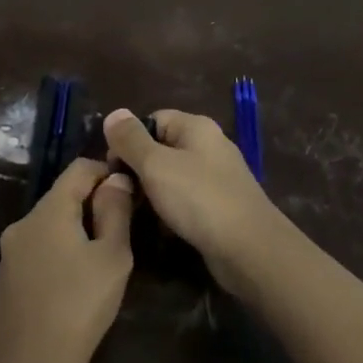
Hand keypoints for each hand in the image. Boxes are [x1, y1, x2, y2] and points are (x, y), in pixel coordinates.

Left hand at [0, 159, 135, 362]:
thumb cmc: (80, 306)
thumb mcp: (112, 258)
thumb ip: (115, 212)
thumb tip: (115, 180)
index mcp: (48, 211)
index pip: (77, 169)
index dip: (105, 172)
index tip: (128, 193)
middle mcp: (22, 223)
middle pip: (61, 198)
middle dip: (91, 205)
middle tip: (119, 233)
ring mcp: (8, 252)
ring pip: (48, 226)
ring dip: (73, 232)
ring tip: (98, 262)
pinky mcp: (4, 278)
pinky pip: (35, 251)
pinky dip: (56, 254)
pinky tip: (70, 286)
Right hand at [102, 108, 287, 294]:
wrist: (249, 249)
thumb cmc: (198, 199)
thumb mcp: (155, 165)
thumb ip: (130, 139)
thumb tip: (113, 113)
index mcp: (196, 127)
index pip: (152, 120)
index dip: (129, 139)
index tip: (113, 167)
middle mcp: (209, 146)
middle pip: (161, 148)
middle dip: (138, 168)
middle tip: (121, 192)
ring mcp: (217, 177)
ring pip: (172, 176)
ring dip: (153, 192)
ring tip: (137, 211)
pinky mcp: (220, 205)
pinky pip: (186, 199)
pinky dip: (171, 209)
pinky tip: (162, 226)